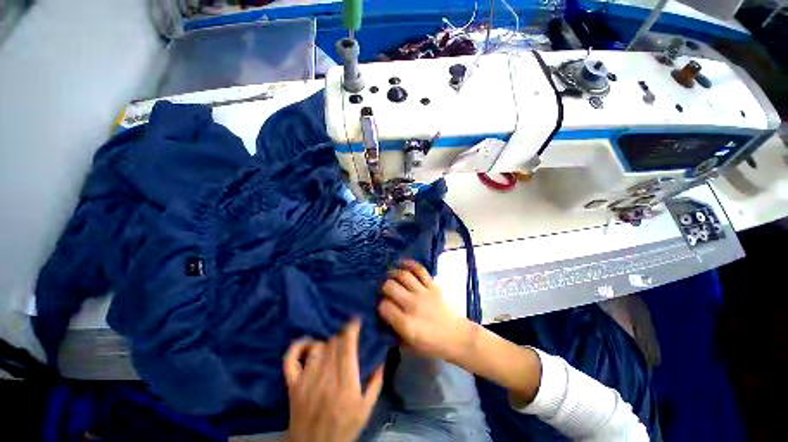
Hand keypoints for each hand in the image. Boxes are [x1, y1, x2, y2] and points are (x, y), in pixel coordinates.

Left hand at [284, 319, 383, 441]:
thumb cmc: (344, 428)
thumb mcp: (366, 410)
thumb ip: (375, 383)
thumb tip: (382, 359)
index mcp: (345, 385)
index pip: (347, 348)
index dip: (351, 330)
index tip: (356, 320)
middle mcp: (325, 379)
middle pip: (333, 345)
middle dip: (342, 336)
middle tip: (347, 336)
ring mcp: (306, 381)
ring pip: (317, 348)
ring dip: (326, 342)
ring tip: (332, 344)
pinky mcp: (293, 385)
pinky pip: (290, 360)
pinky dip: (297, 347)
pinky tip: (307, 343)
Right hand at [379, 260, 476, 362]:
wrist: (458, 337)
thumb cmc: (433, 345)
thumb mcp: (410, 346)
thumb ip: (395, 331)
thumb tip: (383, 318)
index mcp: (406, 324)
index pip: (384, 307)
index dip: (380, 305)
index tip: (381, 305)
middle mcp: (413, 305)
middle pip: (391, 287)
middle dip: (384, 287)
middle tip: (384, 289)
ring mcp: (424, 293)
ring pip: (404, 276)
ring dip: (394, 273)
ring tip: (390, 275)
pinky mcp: (433, 286)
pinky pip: (420, 271)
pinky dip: (411, 264)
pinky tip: (403, 264)